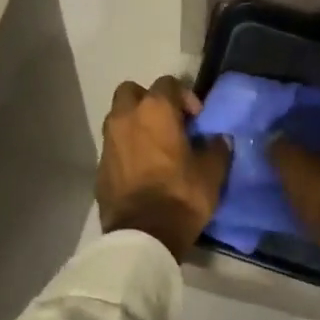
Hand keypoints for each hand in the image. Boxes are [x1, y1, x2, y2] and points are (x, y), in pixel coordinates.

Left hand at [97, 76, 230, 262]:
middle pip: (132, 91)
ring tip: (155, 146)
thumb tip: (219, 139)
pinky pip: (114, 145)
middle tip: (168, 122)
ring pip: (119, 117)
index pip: (168, 83)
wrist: (142, 236)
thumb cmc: (181, 196)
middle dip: (149, 100)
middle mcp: (126, 117)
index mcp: (155, 110)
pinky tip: (142, 168)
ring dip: (135, 123)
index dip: (184, 96)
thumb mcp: (211, 173)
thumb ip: (217, 148)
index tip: (196, 119)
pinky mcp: (100, 166)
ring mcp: (108, 141)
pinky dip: (126, 148)